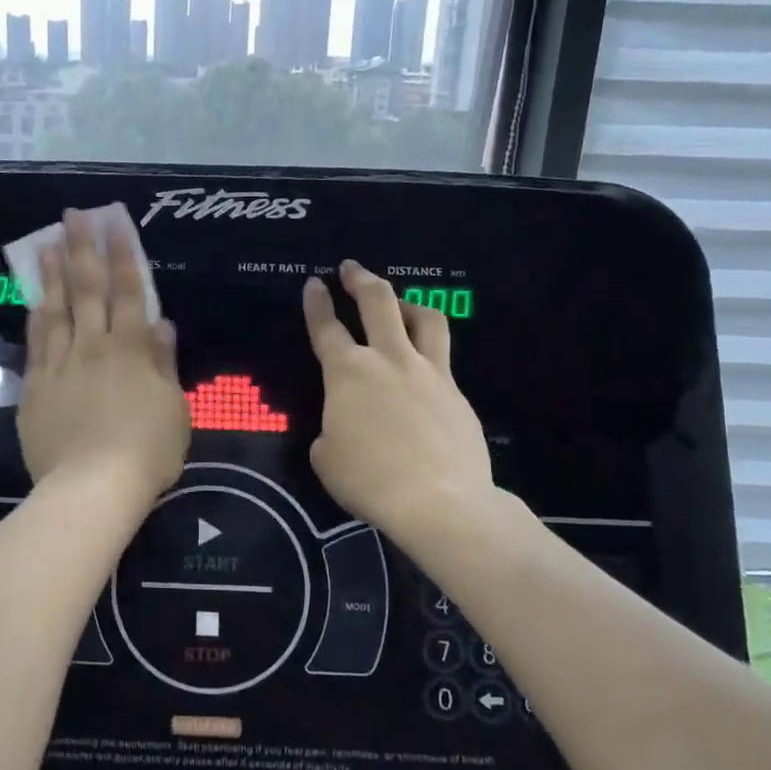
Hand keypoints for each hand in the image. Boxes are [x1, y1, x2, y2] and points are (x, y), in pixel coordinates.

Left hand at [18, 210, 188, 504]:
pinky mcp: (36, 388)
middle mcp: (93, 346)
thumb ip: (164, 363)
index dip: (122, 254)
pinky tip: (34, 300)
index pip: (128, 290)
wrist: (93, 488)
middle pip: (87, 289)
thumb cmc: (146, 451)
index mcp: (131, 349)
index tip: (114, 222)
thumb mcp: (174, 408)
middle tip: (73, 215)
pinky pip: (35, 344)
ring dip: (53, 274)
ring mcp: (60, 365)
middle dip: (82, 248)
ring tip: (46, 244)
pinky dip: (36, 317)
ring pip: (56, 309)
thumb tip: (161, 322)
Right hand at [302, 260, 499, 540]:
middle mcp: (389, 359)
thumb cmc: (369, 479)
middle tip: (351, 267)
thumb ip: (331, 429)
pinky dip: (427, 351)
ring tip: (399, 304)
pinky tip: (421, 371)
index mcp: (347, 372)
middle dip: (360, 279)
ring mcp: (429, 372)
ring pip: (424, 318)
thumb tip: (344, 426)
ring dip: (407, 303)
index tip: (314, 283)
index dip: (317, 303)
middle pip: (378, 302)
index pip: (326, 327)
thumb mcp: (326, 457)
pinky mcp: (456, 393)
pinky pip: (441, 358)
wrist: (439, 501)